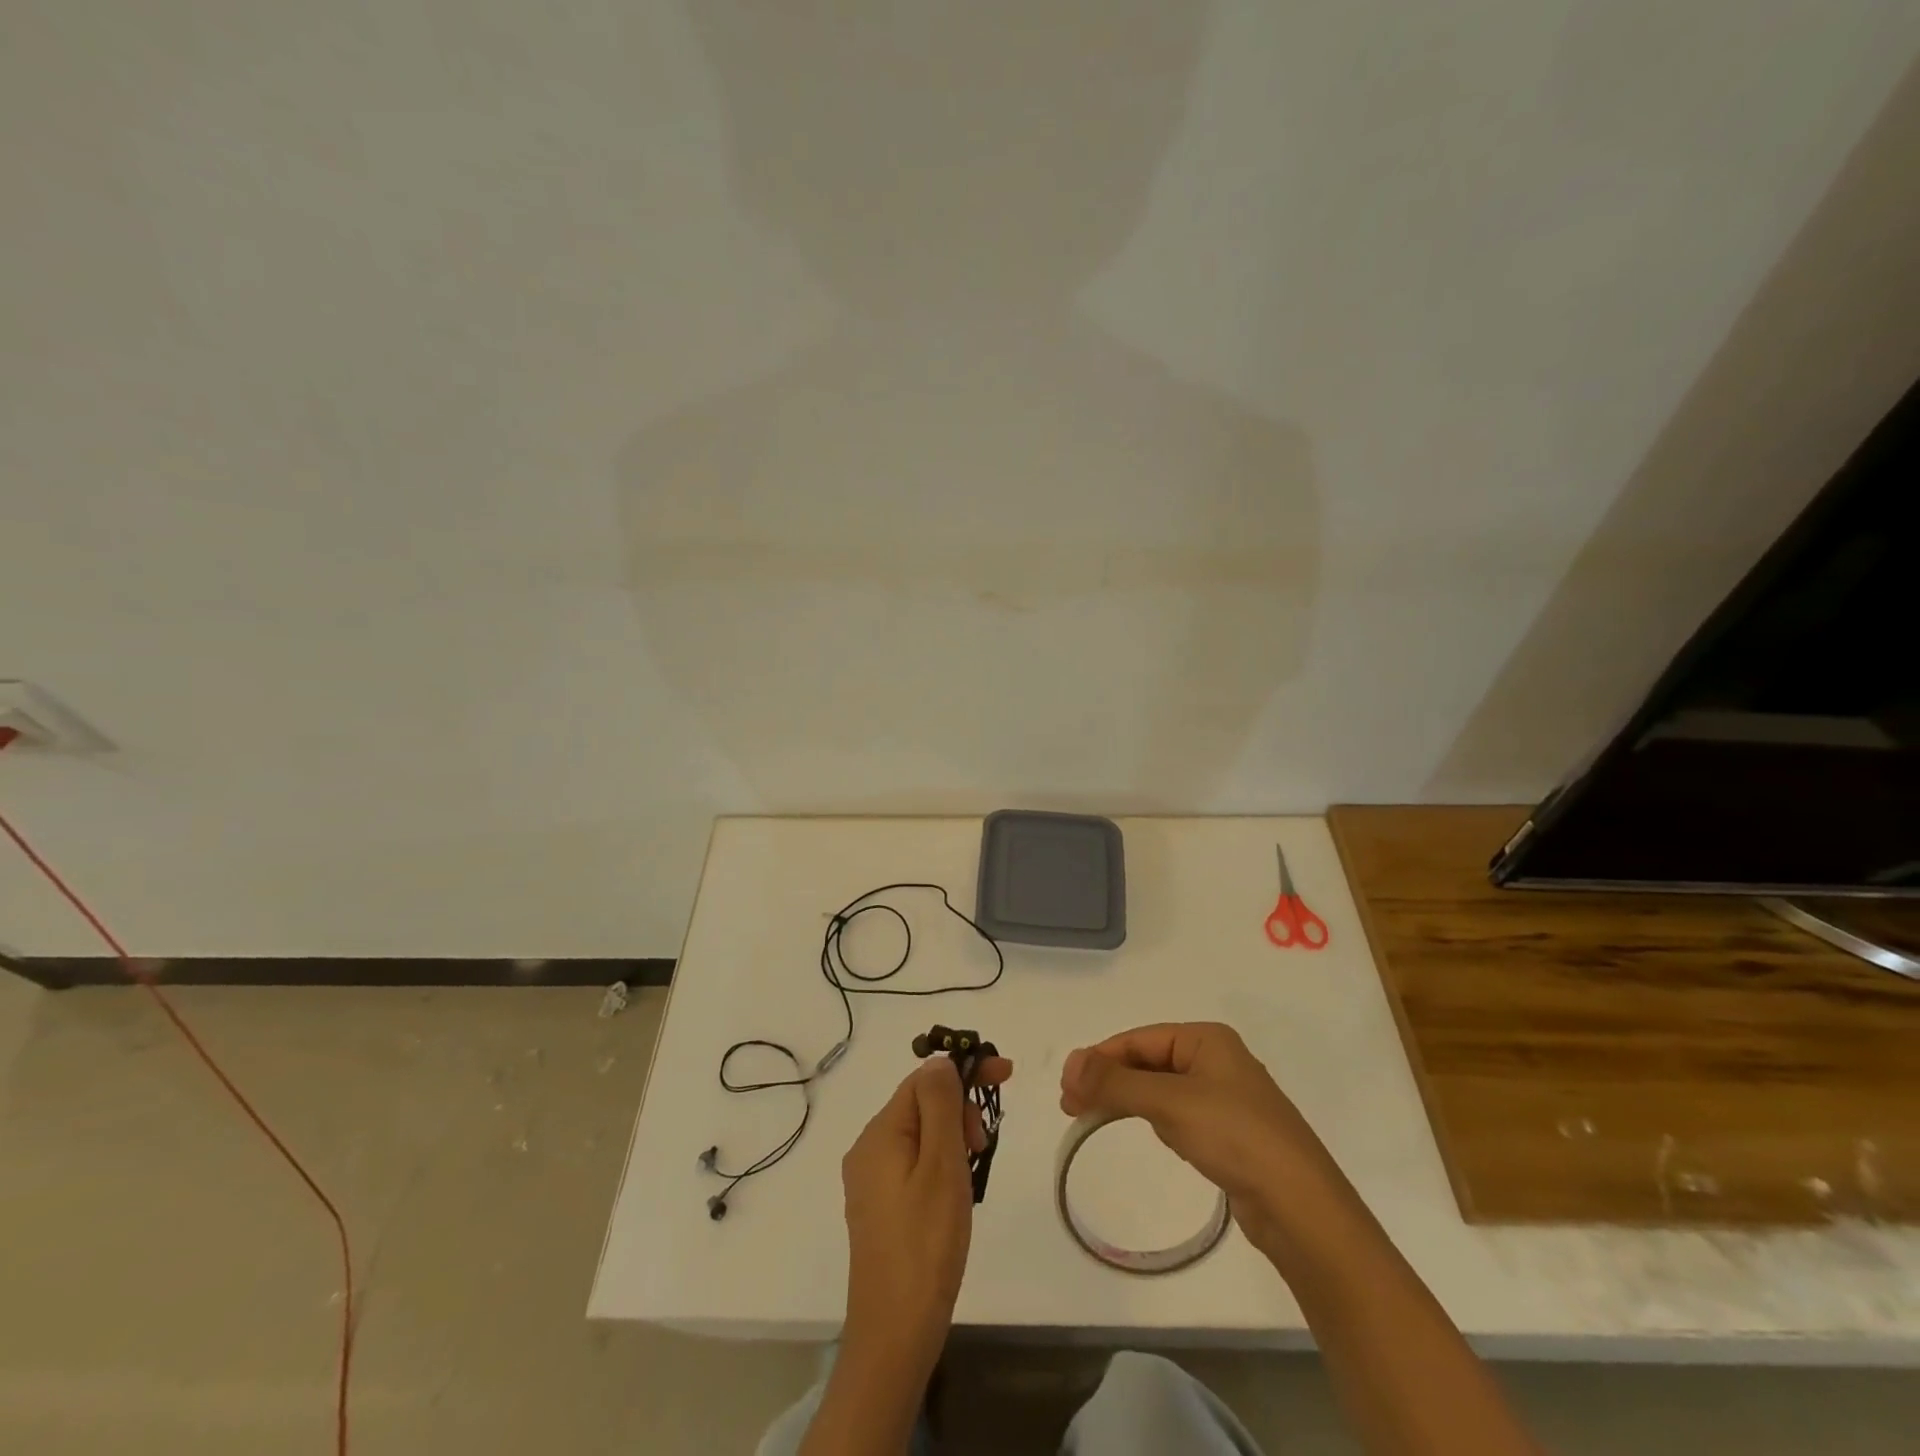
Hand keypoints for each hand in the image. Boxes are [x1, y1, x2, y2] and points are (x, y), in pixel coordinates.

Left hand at [839, 1054, 1012, 1374]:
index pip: (924, 1079)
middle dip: (959, 1110)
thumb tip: (940, 1060)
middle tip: (983, 1147)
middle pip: (920, 1104)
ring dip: (952, 1139)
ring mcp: (869, 1181)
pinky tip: (955, 1194)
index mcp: (879, 1133)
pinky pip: (913, 1163)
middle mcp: (867, 1149)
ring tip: (972, 1175)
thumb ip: (941, 1105)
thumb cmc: (925, 1244)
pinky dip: (940, 1163)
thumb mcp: (941, 1166)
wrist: (894, 1335)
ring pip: (920, 1135)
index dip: (963, 1071)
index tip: (1004, 1075)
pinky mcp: (877, 1208)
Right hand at [1059, 1022, 1334, 1250]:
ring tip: (1094, 1118)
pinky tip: (1149, 1133)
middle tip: (1071, 1107)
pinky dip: (1155, 1119)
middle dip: (1110, 1080)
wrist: (1302, 1209)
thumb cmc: (1235, 1137)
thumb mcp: (1169, 1102)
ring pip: (1161, 1089)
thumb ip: (1116, 1082)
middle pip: (1148, 1062)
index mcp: (1207, 1039)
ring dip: (1128, 1099)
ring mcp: (1226, 1098)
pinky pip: (1179, 1114)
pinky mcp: (1230, 1134)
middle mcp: (1217, 1060)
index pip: (1139, 1039)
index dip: (1099, 1059)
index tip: (1066, 1087)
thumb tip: (1069, 1063)